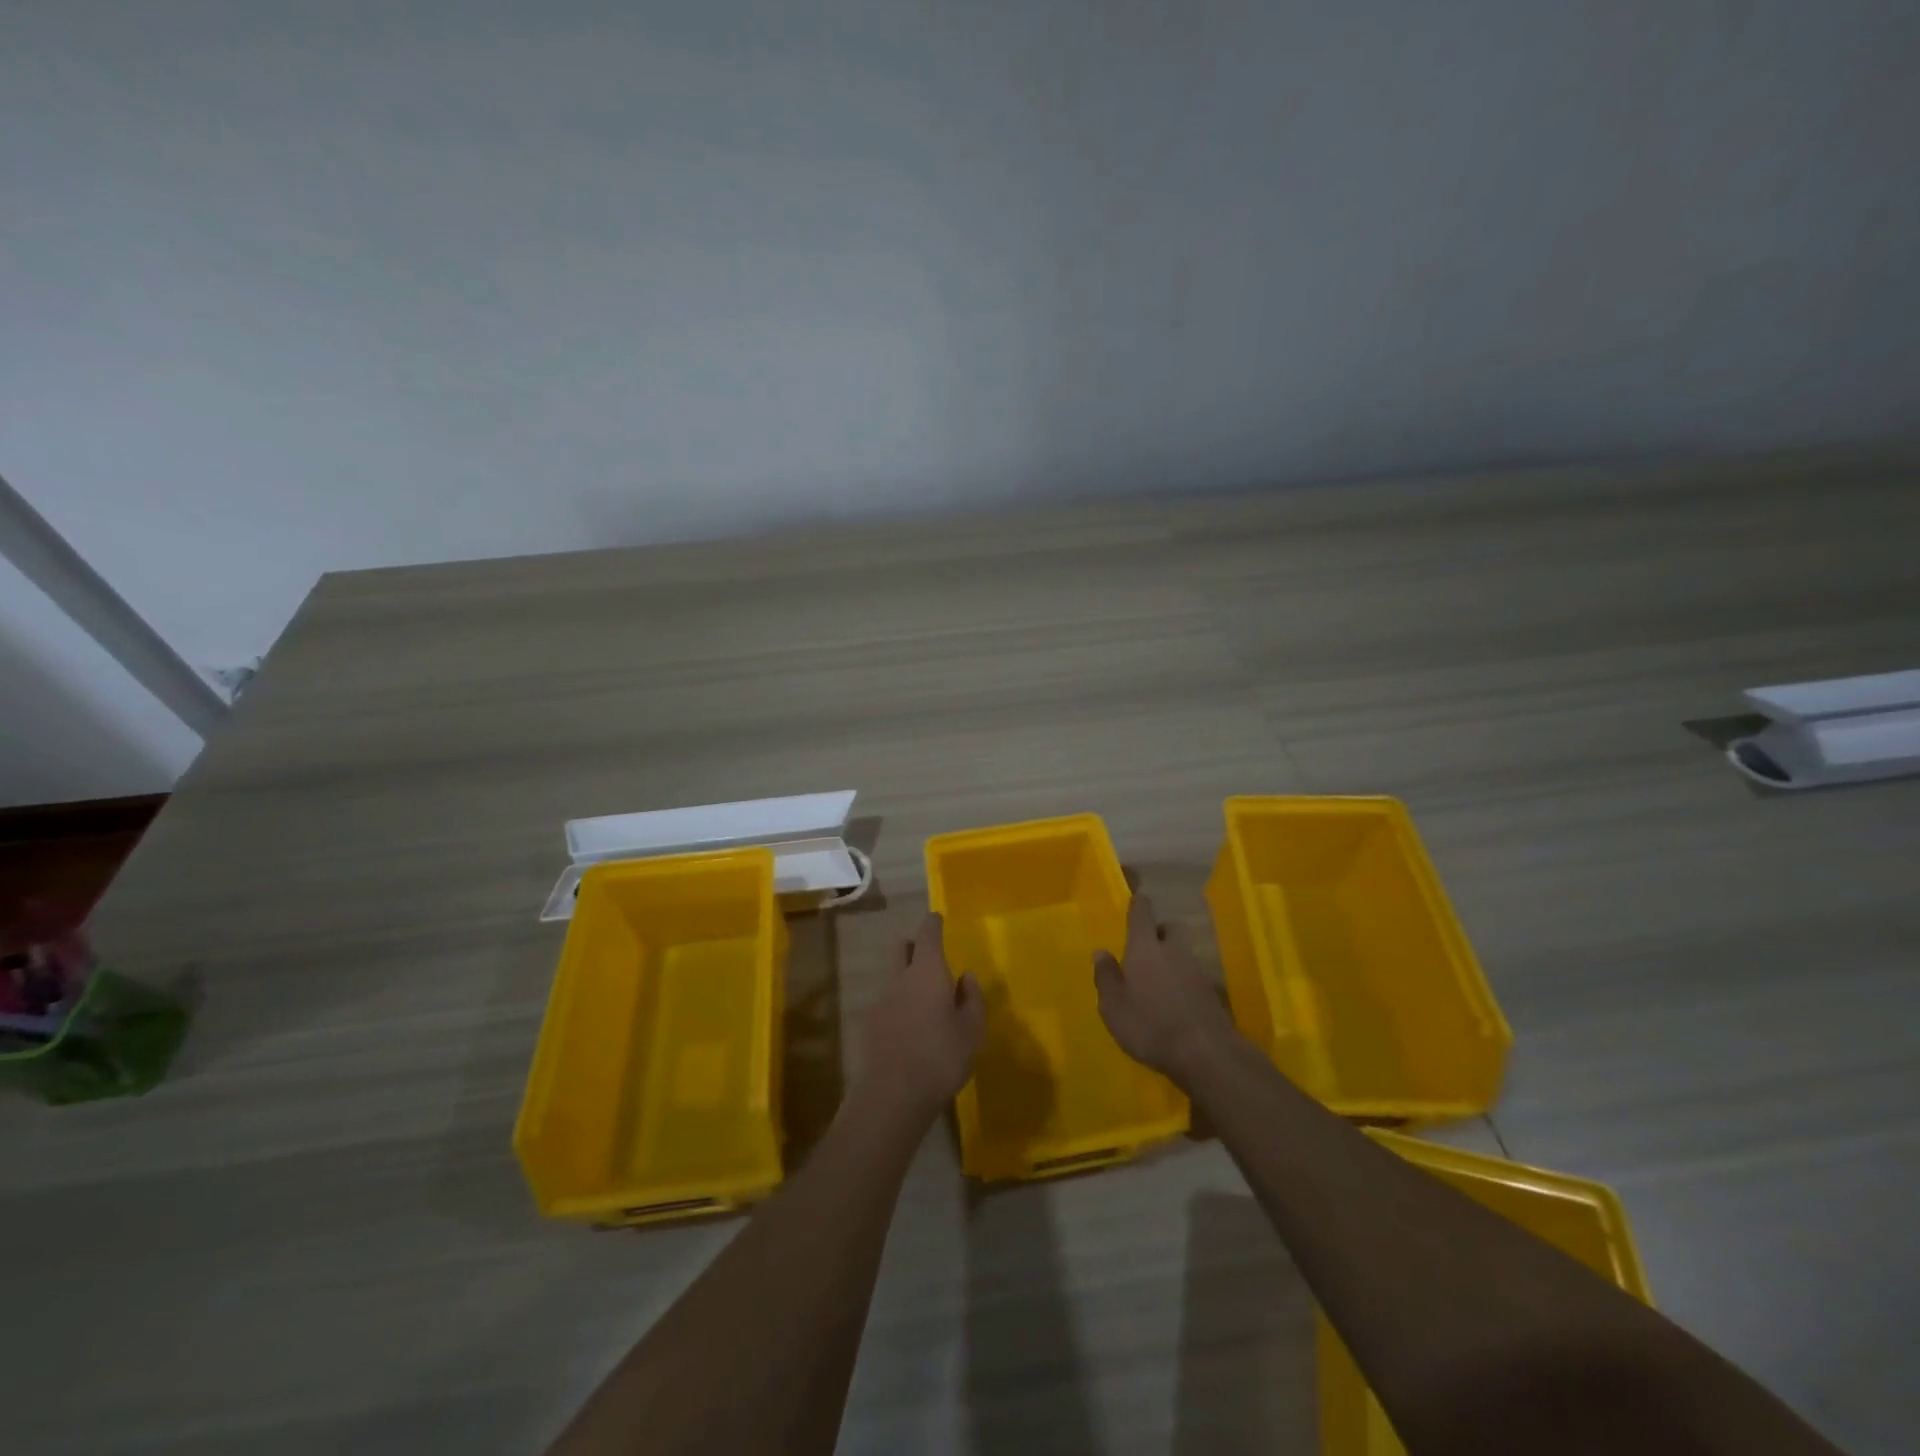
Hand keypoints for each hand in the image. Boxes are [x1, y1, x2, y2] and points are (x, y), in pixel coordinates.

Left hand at [857, 913, 984, 1119]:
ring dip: (906, 977)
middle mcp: (900, 977)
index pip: (928, 934)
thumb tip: (966, 977)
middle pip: (902, 948)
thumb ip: (972, 999)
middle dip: (914, 945)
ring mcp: (881, 1000)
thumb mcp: (972, 1030)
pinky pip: (887, 1002)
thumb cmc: (941, 1056)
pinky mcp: (869, 1024)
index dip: (933, 924)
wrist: (893, 1094)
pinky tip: (909, 1026)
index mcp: (928, 971)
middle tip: (929, 954)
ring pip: (893, 975)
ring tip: (924, 997)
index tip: (937, 918)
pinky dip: (898, 1003)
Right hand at [1094, 894, 1238, 1082]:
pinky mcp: (1213, 993)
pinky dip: (1184, 981)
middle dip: (1160, 931)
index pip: (1142, 914)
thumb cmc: (1150, 1025)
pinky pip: (1194, 976)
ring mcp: (1198, 970)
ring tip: (1158, 980)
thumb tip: (1100, 951)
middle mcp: (1174, 951)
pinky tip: (1176, 1001)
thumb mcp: (1113, 1006)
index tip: (1138, 897)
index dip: (1139, 904)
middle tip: (1146, 947)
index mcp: (1145, 948)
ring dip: (1172, 958)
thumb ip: (1106, 976)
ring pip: (1183, 952)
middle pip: (1170, 928)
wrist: (1206, 1053)